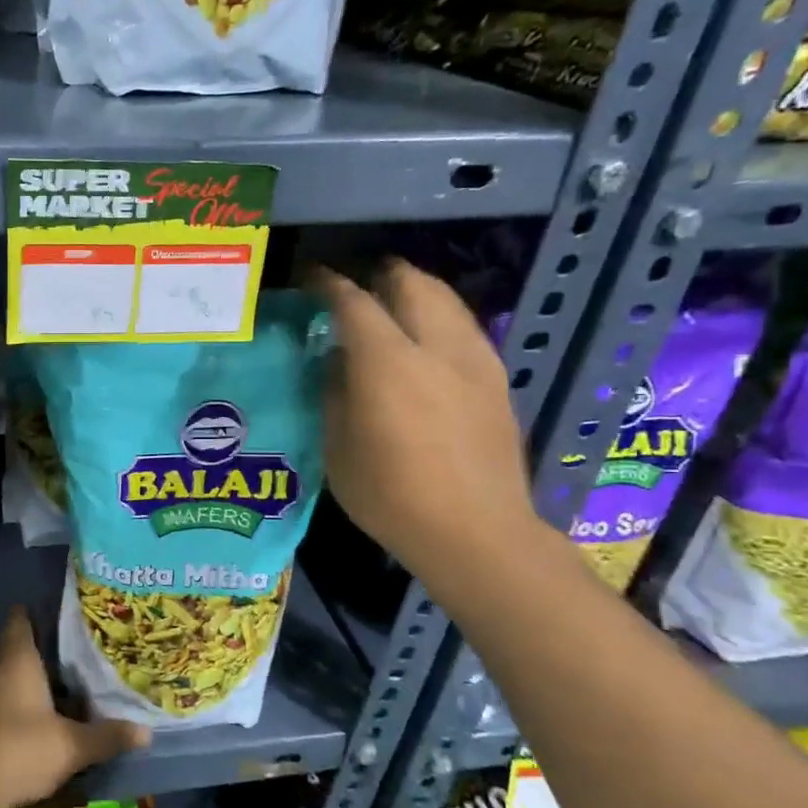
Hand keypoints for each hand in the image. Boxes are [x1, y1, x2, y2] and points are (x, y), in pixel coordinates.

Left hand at [0, 606, 148, 807]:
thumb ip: (107, 736)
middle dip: (45, 647)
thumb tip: (146, 732)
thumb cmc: (19, 748)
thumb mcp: (71, 745)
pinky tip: (44, 716)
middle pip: (18, 645)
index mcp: (18, 658)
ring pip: (11, 674)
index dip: (39, 611)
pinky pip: (4, 698)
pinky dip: (23, 700)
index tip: (64, 613)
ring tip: (69, 683)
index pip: (21, 617)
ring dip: (34, 677)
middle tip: (78, 650)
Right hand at [313, 260, 536, 576]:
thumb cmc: (390, 495)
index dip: (328, 283)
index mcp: (388, 362)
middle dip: (380, 274)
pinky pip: (463, 326)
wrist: (475, 532)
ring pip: (446, 299)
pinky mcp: (497, 380)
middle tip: (354, 285)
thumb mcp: (337, 446)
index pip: (354, 301)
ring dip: (414, 290)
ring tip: (389, 304)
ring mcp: (475, 361)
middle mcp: (436, 347)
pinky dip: (438, 317)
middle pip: (411, 282)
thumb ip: (334, 391)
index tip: (309, 277)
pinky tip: (423, 342)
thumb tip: (336, 357)